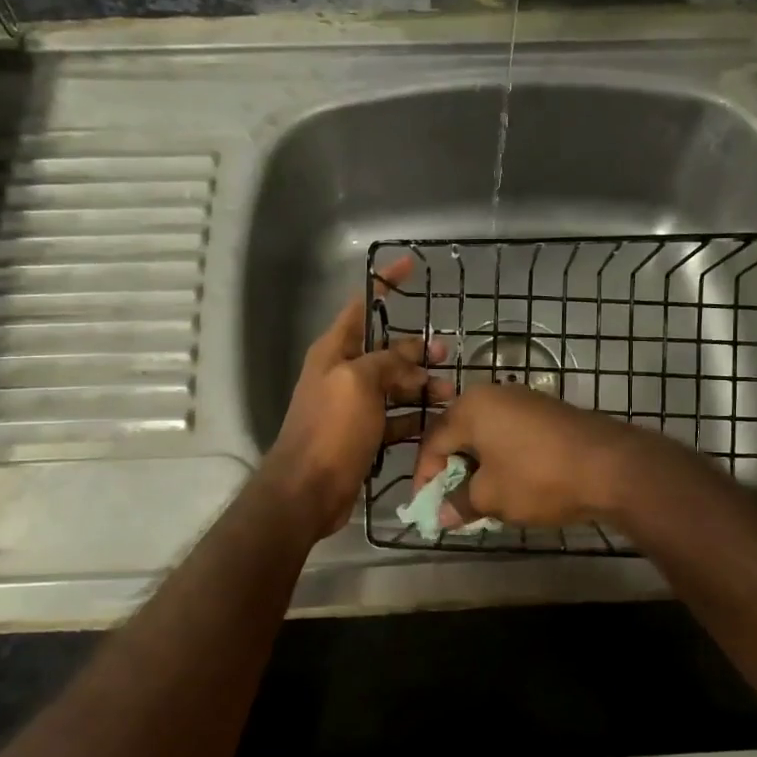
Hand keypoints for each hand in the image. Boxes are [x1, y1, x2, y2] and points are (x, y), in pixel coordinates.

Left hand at [260, 254, 450, 538]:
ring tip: (450, 394)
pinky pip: (394, 418)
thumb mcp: (359, 383)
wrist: (307, 490)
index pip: (362, 306)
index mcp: (334, 351)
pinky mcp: (363, 436)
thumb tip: (414, 361)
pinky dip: (414, 417)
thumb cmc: (330, 429)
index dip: (385, 284)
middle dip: (415, 349)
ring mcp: (353, 407)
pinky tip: (437, 421)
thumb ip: (387, 362)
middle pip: (385, 351)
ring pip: (394, 386)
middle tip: (447, 353)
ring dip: (421, 386)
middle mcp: (342, 374)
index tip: (410, 265)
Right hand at [412, 384, 652, 528]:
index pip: (433, 442)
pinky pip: (512, 434)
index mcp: (470, 407)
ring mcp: (525, 399)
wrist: (611, 466)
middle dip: (452, 470)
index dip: (425, 477)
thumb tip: (441, 516)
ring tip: (480, 497)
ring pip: (487, 434)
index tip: (426, 507)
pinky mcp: (549, 411)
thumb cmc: (537, 478)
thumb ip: (460, 504)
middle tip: (451, 502)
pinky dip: (503, 458)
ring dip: (478, 465)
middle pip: (459, 433)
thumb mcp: (492, 497)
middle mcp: (494, 394)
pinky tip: (511, 483)